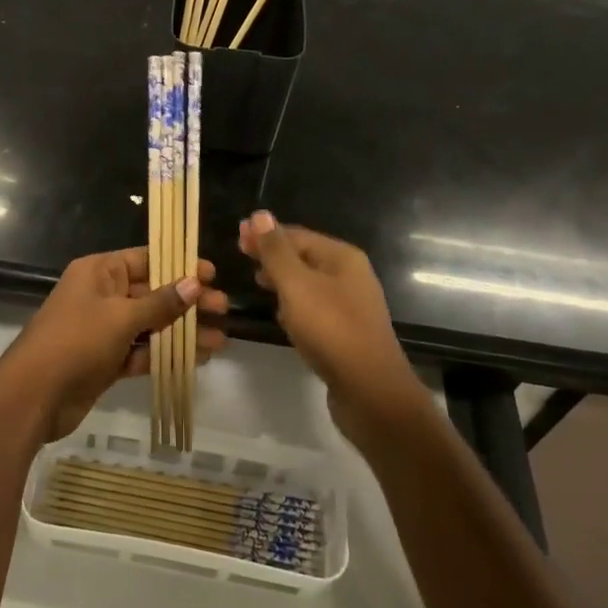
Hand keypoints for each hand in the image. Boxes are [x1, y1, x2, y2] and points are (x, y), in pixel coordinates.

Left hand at [0, 247, 228, 441]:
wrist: (33, 396)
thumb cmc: (76, 341)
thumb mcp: (121, 317)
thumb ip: (160, 302)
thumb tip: (194, 283)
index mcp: (100, 272)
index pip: (146, 259)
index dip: (179, 265)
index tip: (211, 274)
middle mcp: (102, 295)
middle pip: (152, 292)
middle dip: (187, 302)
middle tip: (223, 310)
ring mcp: (103, 329)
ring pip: (150, 324)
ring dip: (182, 332)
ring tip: (219, 340)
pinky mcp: (106, 360)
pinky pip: (141, 351)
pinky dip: (165, 354)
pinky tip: (196, 359)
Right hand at [238, 211, 429, 449]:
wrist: (370, 392)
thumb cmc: (331, 330)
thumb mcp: (297, 285)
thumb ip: (276, 251)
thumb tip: (260, 214)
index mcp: (342, 257)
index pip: (297, 235)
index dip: (266, 234)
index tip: (236, 237)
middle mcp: (350, 276)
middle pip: (305, 256)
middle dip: (273, 255)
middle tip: (241, 257)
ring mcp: (350, 306)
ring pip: (309, 284)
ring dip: (282, 280)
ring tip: (255, 283)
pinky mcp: (345, 333)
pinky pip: (315, 309)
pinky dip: (295, 306)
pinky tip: (280, 316)